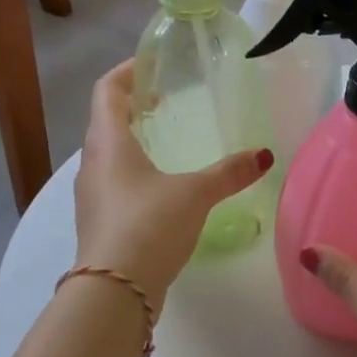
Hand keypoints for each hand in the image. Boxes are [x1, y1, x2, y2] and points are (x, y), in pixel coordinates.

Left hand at [74, 62, 271, 305]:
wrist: (114, 291)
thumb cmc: (149, 225)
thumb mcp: (195, 194)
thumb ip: (228, 173)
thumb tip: (264, 155)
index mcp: (109, 143)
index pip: (107, 91)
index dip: (127, 72)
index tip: (151, 65)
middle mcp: (92, 163)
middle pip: (105, 121)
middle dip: (132, 106)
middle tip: (165, 102)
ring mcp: (92, 195)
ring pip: (108, 154)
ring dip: (131, 140)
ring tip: (164, 141)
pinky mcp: (99, 221)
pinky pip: (113, 181)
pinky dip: (133, 170)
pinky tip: (160, 187)